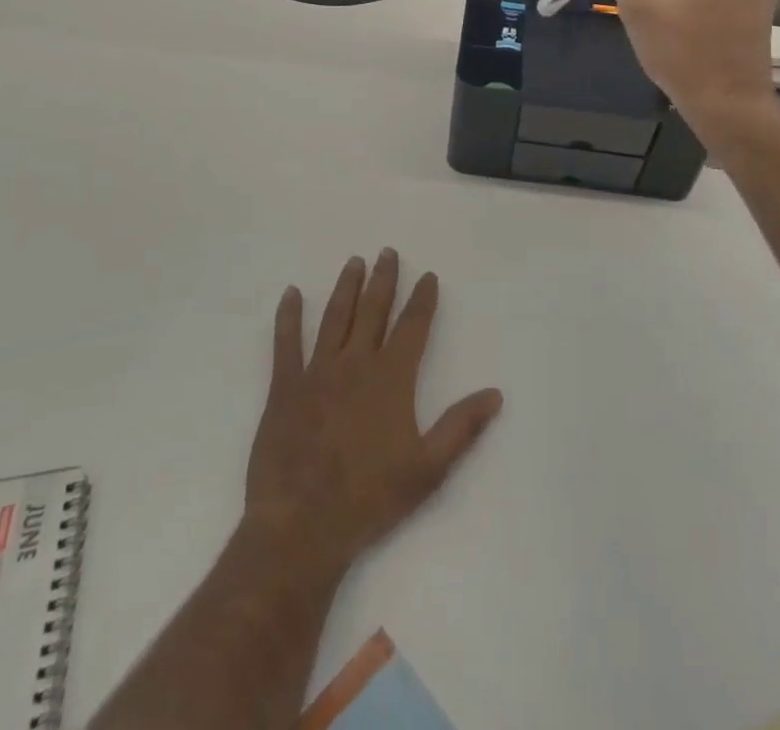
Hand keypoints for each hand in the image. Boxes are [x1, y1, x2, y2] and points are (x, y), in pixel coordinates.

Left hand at [244, 250, 503, 570]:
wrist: (301, 527)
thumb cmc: (370, 499)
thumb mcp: (428, 469)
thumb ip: (462, 427)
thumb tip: (495, 393)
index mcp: (392, 378)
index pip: (413, 326)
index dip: (422, 299)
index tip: (428, 275)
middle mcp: (356, 364)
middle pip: (373, 311)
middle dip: (384, 280)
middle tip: (388, 252)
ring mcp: (317, 372)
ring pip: (335, 318)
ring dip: (346, 288)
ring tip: (354, 262)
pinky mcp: (284, 388)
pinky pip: (286, 343)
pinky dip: (288, 317)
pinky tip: (290, 294)